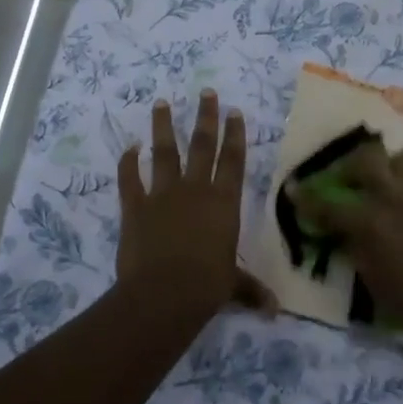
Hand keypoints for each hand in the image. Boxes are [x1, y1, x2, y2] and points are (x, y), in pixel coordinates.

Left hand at [117, 91, 273, 322]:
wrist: (164, 293)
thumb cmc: (207, 287)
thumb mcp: (233, 286)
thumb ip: (251, 290)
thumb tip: (275, 311)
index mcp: (223, 203)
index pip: (232, 161)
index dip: (235, 135)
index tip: (234, 111)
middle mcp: (195, 190)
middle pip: (202, 146)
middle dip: (205, 117)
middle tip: (205, 92)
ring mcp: (162, 194)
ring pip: (164, 152)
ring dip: (163, 126)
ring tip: (161, 103)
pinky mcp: (135, 205)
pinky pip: (130, 177)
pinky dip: (127, 162)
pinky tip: (128, 147)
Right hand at [288, 140, 402, 341]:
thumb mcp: (368, 273)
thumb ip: (352, 242)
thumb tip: (341, 228)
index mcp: (370, 219)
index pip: (329, 203)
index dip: (308, 199)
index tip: (294, 191)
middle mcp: (394, 198)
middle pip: (368, 158)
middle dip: (351, 165)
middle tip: (345, 180)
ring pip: (402, 158)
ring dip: (387, 167)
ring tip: (380, 185)